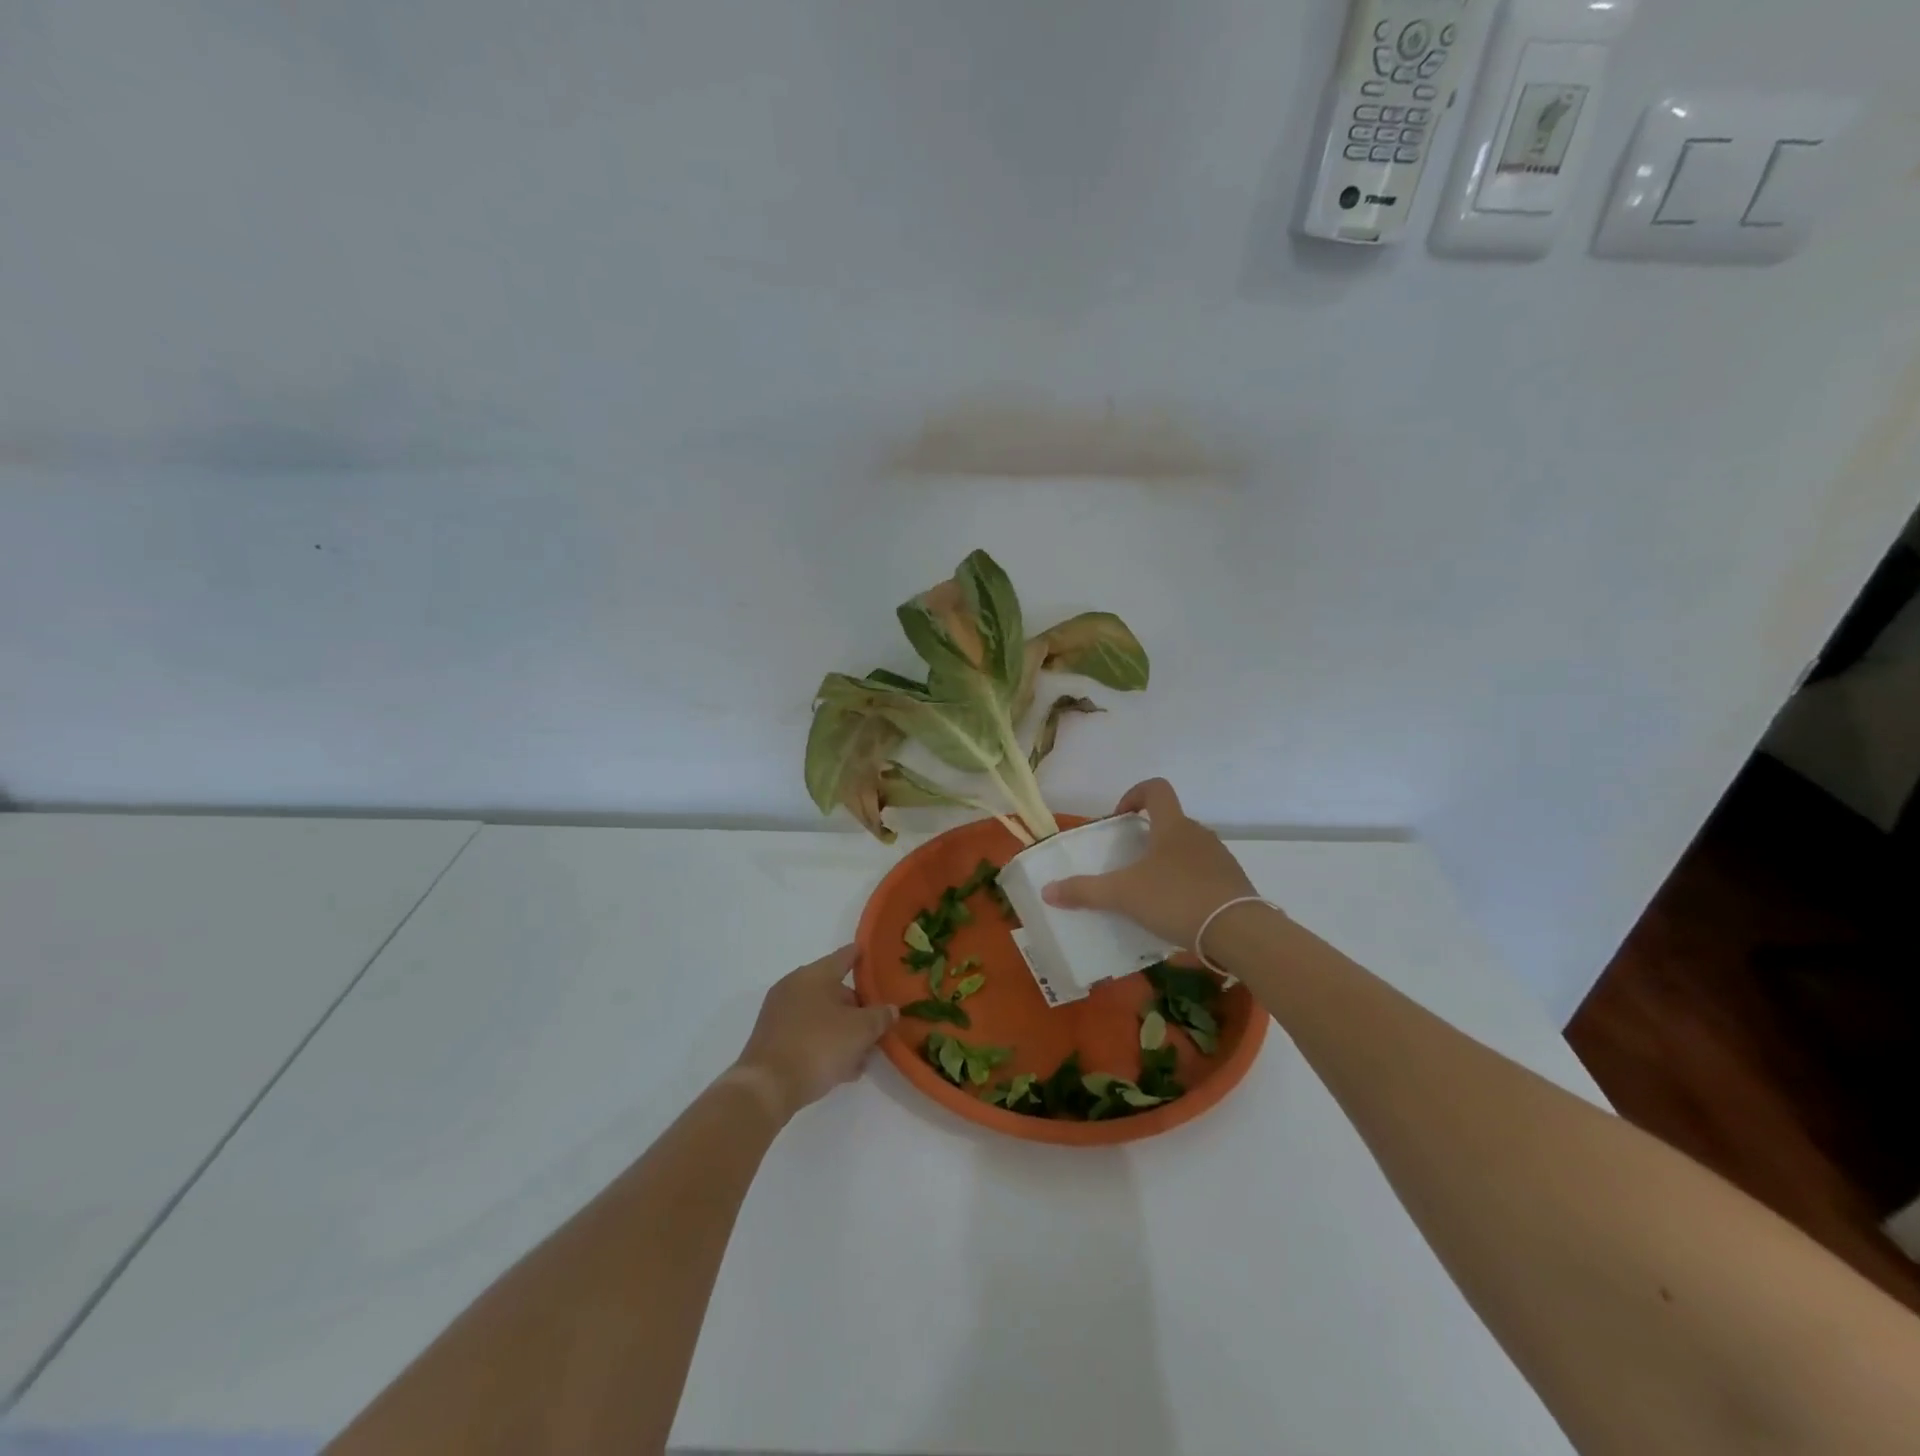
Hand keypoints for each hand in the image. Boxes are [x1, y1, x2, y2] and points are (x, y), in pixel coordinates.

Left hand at [732, 946, 895, 1121]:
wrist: (767, 1087)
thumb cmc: (818, 1046)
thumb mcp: (861, 1031)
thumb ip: (880, 1016)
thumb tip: (890, 1010)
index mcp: (814, 974)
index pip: (845, 956)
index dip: (862, 956)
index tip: (874, 955)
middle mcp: (794, 987)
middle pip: (835, 990)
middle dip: (857, 1009)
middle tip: (877, 1026)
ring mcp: (780, 1013)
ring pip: (822, 1016)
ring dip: (843, 1032)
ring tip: (862, 1056)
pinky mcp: (773, 1039)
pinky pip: (808, 1034)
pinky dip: (825, 1044)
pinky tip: (842, 1069)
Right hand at [1042, 779, 1259, 949]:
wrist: (1239, 932)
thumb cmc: (1176, 899)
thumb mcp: (1123, 895)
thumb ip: (1085, 891)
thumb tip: (1047, 890)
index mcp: (1172, 826)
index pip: (1156, 789)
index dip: (1134, 795)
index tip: (1120, 818)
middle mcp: (1199, 834)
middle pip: (1170, 822)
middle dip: (1148, 837)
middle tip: (1129, 863)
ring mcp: (1220, 858)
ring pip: (1188, 849)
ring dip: (1168, 861)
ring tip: (1151, 892)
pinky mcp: (1234, 883)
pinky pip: (1205, 874)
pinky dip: (1188, 883)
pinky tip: (1177, 911)